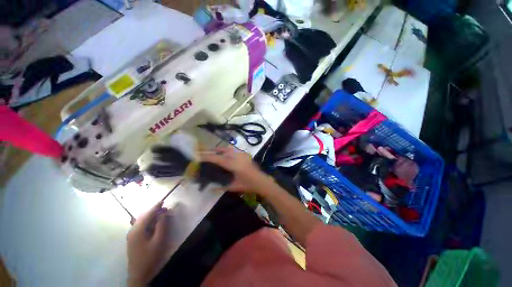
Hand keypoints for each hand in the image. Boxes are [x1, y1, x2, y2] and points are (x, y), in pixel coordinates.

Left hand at [127, 201, 171, 286]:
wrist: (139, 273)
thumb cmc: (150, 256)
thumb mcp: (158, 240)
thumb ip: (161, 225)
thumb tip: (163, 213)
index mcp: (138, 230)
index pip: (147, 214)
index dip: (155, 207)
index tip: (163, 200)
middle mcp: (132, 230)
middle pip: (143, 216)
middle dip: (153, 211)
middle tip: (165, 209)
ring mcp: (131, 235)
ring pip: (141, 220)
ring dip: (151, 216)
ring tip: (161, 214)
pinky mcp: (132, 239)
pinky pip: (140, 225)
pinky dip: (148, 221)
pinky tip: (153, 223)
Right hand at [200, 146, 271, 193]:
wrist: (262, 181)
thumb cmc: (247, 185)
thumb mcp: (233, 187)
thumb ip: (221, 186)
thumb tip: (210, 188)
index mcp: (232, 164)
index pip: (216, 158)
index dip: (206, 156)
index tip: (198, 156)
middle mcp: (236, 156)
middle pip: (222, 150)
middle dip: (212, 150)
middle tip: (204, 152)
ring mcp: (241, 154)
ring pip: (228, 148)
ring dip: (220, 149)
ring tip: (214, 153)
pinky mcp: (245, 155)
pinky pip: (234, 150)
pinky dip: (227, 151)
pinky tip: (226, 155)